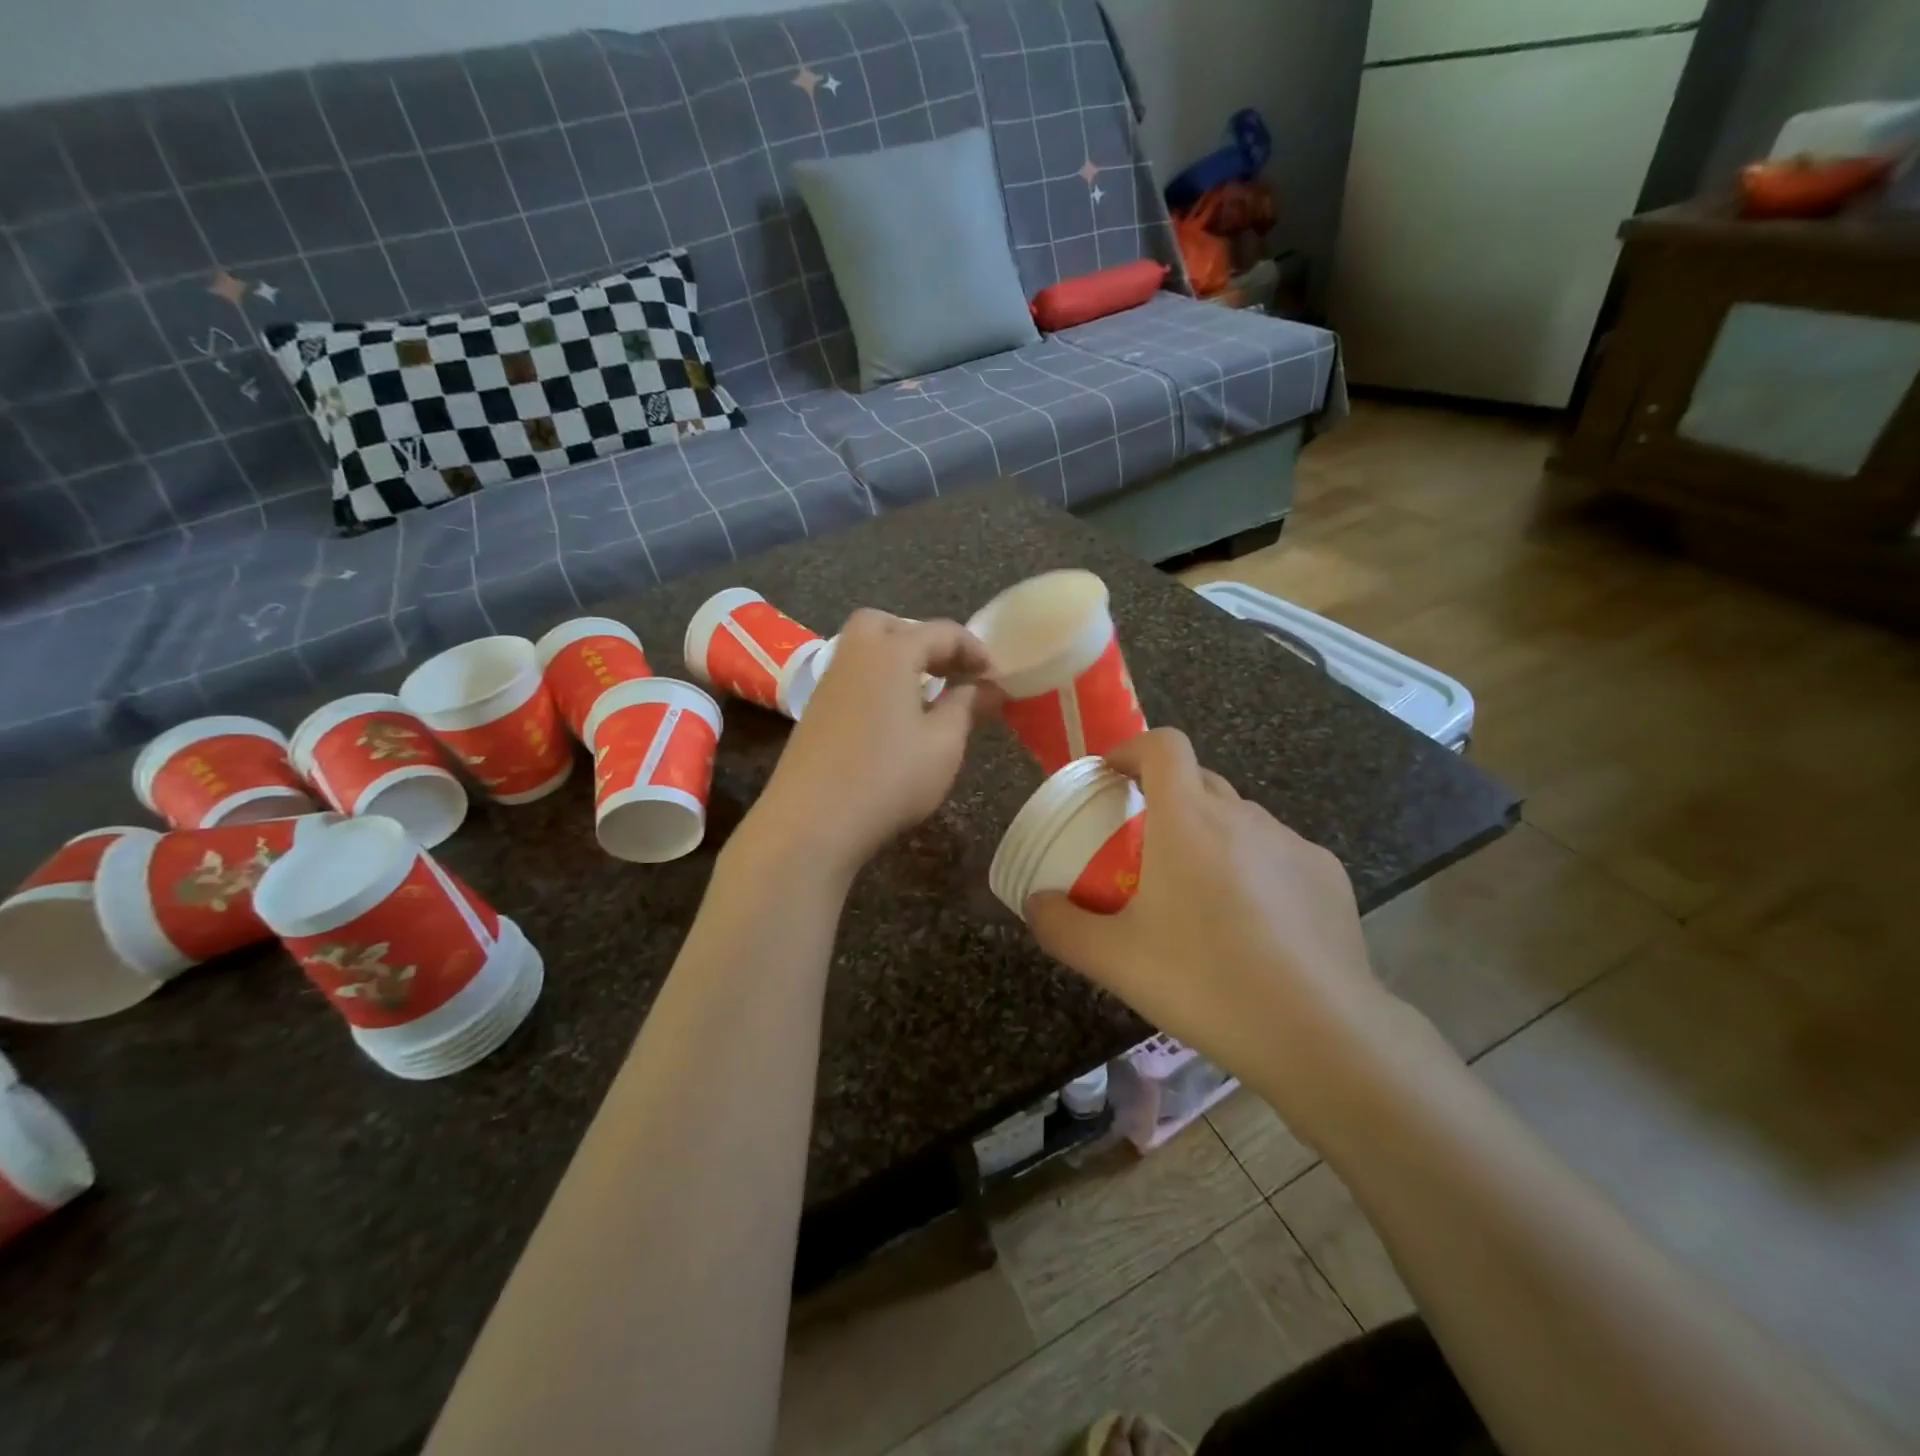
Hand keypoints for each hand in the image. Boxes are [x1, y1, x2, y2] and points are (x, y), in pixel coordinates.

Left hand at [743, 612, 993, 879]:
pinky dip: (878, 683)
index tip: (996, 677)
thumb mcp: (943, 745)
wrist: (811, 822)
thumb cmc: (889, 778)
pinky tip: (894, 721)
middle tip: (949, 671)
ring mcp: (828, 684)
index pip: (941, 632)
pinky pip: (853, 678)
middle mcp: (855, 656)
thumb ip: (966, 707)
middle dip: (923, 639)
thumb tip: (986, 687)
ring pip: (865, 650)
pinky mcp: (814, 712)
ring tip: (927, 697)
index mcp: (891, 653)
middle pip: (889, 626)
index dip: (974, 650)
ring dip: (898, 661)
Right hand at [1026, 729, 1418, 1134]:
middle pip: (1198, 780)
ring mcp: (1293, 844)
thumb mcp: (1114, 960)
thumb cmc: (1205, 983)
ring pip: (1239, 820)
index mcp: (1189, 819)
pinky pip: (1277, 854)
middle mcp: (1243, 816)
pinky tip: (1253, 925)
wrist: (1321, 1035)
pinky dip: (1254, 868)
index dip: (1132, 749)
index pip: (1163, 745)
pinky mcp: (1329, 876)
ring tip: (1198, 895)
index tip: (1111, 776)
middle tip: (1142, 848)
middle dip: (1164, 798)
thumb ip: (1061, 926)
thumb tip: (1035, 903)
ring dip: (1210, 836)